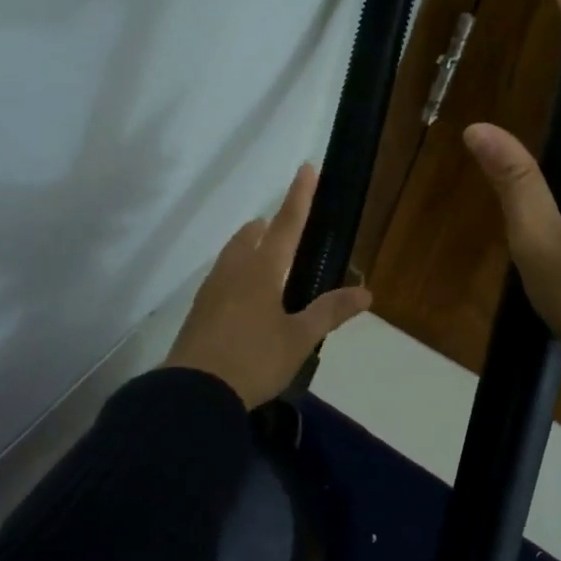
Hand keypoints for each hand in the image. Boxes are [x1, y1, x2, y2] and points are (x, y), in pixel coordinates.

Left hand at [164, 164, 372, 407]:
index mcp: (261, 271)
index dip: (299, 197)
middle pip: (251, 236)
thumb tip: (366, 293)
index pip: (286, 225)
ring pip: (232, 255)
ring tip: (265, 261)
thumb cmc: (253, 360)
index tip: (306, 168)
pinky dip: (237, 273)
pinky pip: (221, 278)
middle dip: (268, 227)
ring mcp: (211, 290)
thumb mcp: (299, 339)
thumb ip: (330, 312)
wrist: (194, 392)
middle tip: (283, 230)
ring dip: (249, 248)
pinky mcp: (199, 311)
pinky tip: (243, 298)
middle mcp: (234, 271)